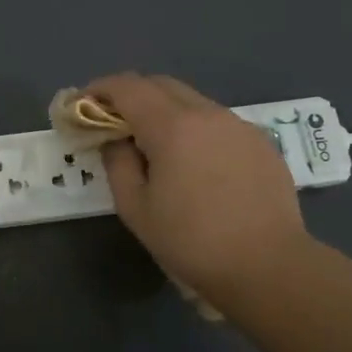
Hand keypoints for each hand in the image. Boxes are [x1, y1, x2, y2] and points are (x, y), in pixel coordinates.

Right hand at [87, 73, 306, 301]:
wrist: (268, 267)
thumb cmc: (191, 241)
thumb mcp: (136, 208)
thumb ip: (118, 163)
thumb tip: (116, 140)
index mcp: (172, 126)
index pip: (128, 87)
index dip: (100, 89)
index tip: (83, 103)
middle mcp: (207, 114)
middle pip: (161, 85)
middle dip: (132, 95)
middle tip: (114, 122)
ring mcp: (239, 125)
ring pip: (192, 101)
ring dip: (165, 110)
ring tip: (154, 144)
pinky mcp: (260, 142)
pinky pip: (217, 122)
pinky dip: (194, 128)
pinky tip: (194, 162)